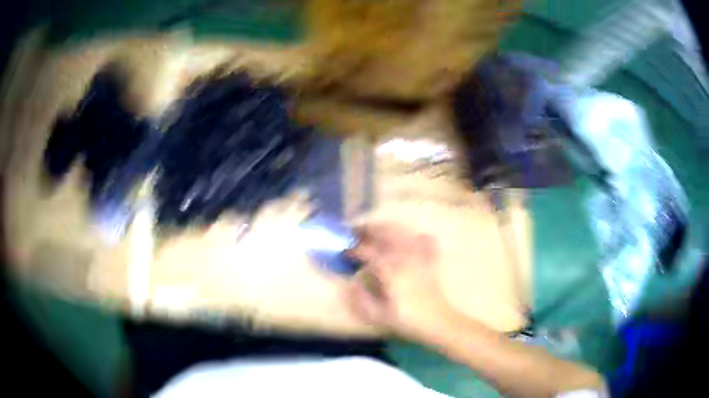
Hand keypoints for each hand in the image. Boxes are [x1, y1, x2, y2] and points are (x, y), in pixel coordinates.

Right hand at [345, 223, 454, 339]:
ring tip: (376, 230)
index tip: (344, 252)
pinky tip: (410, 238)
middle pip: (385, 233)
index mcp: (390, 269)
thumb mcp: (378, 315)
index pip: (367, 252)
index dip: (353, 250)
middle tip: (355, 231)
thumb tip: (352, 283)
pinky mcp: (431, 261)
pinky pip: (425, 240)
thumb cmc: (408, 321)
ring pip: (403, 233)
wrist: (439, 323)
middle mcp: (405, 257)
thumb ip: (361, 299)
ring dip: (388, 228)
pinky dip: (416, 236)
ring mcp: (420, 256)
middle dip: (369, 230)